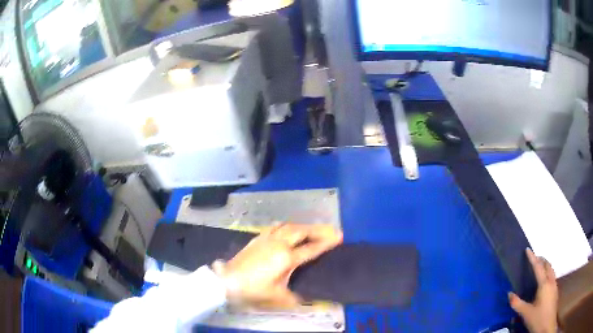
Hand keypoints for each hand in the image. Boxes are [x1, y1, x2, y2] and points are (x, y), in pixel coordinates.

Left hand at [212, 223, 342, 307]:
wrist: (227, 281)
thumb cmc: (254, 290)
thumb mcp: (277, 298)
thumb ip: (296, 299)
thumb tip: (310, 301)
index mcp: (286, 258)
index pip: (311, 248)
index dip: (326, 242)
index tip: (339, 236)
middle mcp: (279, 244)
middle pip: (302, 231)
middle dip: (319, 229)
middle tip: (332, 229)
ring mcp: (267, 238)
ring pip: (289, 226)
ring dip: (304, 226)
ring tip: (313, 229)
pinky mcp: (257, 238)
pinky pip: (276, 227)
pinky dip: (288, 225)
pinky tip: (288, 228)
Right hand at [509, 248, 557, 332]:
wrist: (547, 325)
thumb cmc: (538, 319)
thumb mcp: (526, 313)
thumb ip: (518, 304)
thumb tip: (509, 294)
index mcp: (544, 284)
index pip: (538, 267)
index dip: (532, 258)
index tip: (527, 250)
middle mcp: (551, 281)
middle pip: (547, 265)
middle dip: (541, 260)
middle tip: (534, 258)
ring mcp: (554, 285)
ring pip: (551, 270)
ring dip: (545, 265)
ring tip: (539, 267)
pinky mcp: (555, 291)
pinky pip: (552, 276)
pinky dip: (547, 272)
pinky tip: (544, 281)